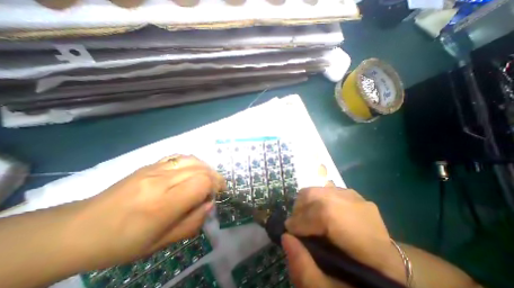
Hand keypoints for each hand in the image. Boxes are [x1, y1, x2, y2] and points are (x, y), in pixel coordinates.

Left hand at [66, 156, 223, 269]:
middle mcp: (160, 181)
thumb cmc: (122, 243)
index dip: (214, 186)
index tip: (216, 195)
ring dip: (206, 168)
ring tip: (208, 178)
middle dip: (214, 177)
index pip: (201, 183)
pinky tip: (194, 170)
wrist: (79, 229)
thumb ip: (192, 223)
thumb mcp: (161, 243)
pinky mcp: (150, 164)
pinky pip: (180, 156)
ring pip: (192, 159)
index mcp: (162, 205)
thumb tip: (210, 204)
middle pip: (200, 169)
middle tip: (216, 187)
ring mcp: (154, 169)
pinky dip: (194, 162)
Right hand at [280, 187, 405, 287]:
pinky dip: (313, 199)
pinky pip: (323, 189)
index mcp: (367, 240)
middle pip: (317, 195)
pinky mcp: (350, 193)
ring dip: (304, 203)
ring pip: (317, 189)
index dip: (301, 221)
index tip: (289, 231)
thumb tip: (285, 237)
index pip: (325, 215)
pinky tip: (315, 212)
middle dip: (299, 209)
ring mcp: (356, 197)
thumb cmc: (359, 278)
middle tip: (295, 225)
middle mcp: (362, 210)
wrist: (386, 262)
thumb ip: (305, 270)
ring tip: (303, 218)